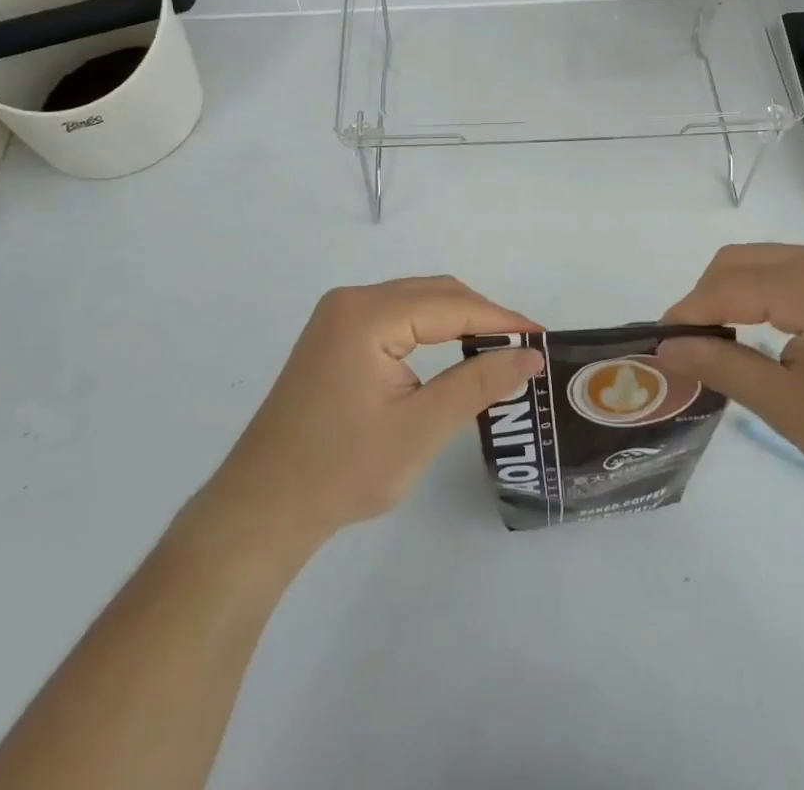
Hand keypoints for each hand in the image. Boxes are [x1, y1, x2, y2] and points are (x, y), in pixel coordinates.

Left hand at [197, 277, 543, 546]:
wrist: (261, 510)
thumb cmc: (340, 472)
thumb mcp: (420, 430)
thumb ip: (478, 384)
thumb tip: (530, 356)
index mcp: (367, 315)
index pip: (450, 305)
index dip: (501, 320)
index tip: (542, 338)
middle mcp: (351, 301)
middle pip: (433, 294)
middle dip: (482, 317)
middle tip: (524, 349)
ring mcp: (338, 316)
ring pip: (416, 302)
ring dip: (458, 321)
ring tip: (498, 351)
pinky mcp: (335, 336)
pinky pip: (396, 317)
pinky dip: (431, 330)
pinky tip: (454, 353)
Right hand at [657, 244, 803, 504]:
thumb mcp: (794, 410)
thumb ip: (725, 369)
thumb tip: (667, 350)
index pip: (726, 286)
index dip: (686, 314)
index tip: (658, 347)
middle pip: (739, 261)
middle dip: (705, 299)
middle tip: (690, 349)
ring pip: (761, 261)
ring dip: (732, 294)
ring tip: (721, 344)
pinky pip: (789, 269)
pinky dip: (762, 292)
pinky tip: (762, 331)